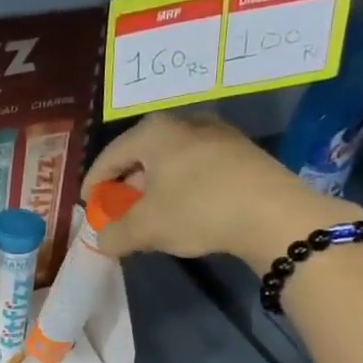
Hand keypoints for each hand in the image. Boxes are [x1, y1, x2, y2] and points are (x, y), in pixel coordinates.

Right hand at [82, 111, 362, 273]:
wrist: (275, 215)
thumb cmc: (198, 210)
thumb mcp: (146, 228)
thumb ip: (115, 234)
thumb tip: (103, 239)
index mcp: (154, 132)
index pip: (110, 155)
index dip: (94, 182)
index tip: (87, 204)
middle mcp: (185, 122)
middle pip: (142, 155)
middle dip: (126, 184)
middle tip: (118, 209)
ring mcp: (218, 134)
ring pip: (172, 161)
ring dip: (156, 187)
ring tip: (151, 213)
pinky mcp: (243, 153)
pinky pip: (198, 168)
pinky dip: (182, 186)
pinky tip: (185, 210)